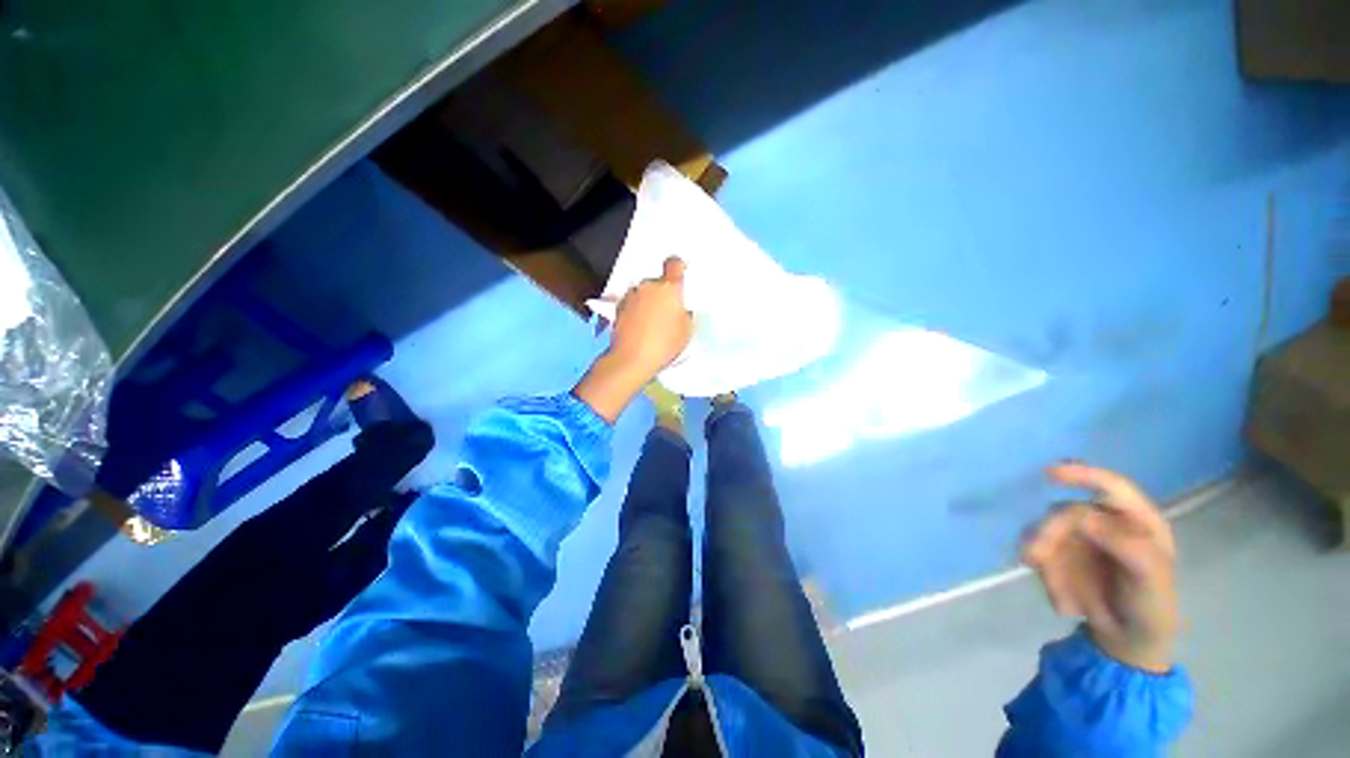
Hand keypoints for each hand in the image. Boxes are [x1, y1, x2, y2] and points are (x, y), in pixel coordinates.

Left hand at [574, 257, 692, 421]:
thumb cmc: (664, 344)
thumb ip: (685, 314)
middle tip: (667, 312)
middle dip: (662, 293)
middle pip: (657, 282)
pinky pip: (632, 303)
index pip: (674, 263)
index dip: (678, 267)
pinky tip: (639, 328)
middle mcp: (648, 286)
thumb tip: (681, 310)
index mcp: (669, 288)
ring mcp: (631, 296)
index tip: (680, 274)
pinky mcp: (618, 307)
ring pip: (643, 293)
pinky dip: (636, 310)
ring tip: (652, 323)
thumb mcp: (687, 331)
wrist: (632, 359)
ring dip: (648, 301)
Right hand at [1022, 463, 1179, 672]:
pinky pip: (1038, 555)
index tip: (1050, 474)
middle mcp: (1104, 522)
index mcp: (1136, 520)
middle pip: (1066, 513)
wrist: (1130, 642)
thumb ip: (1125, 545)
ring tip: (1062, 600)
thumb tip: (1083, 516)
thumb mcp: (1151, 578)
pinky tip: (1065, 603)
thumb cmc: (1152, 607)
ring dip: (1045, 560)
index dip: (1082, 474)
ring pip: (1045, 533)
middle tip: (1033, 558)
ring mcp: (1079, 538)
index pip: (1111, 486)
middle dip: (1048, 534)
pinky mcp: (1058, 555)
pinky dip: (1046, 577)